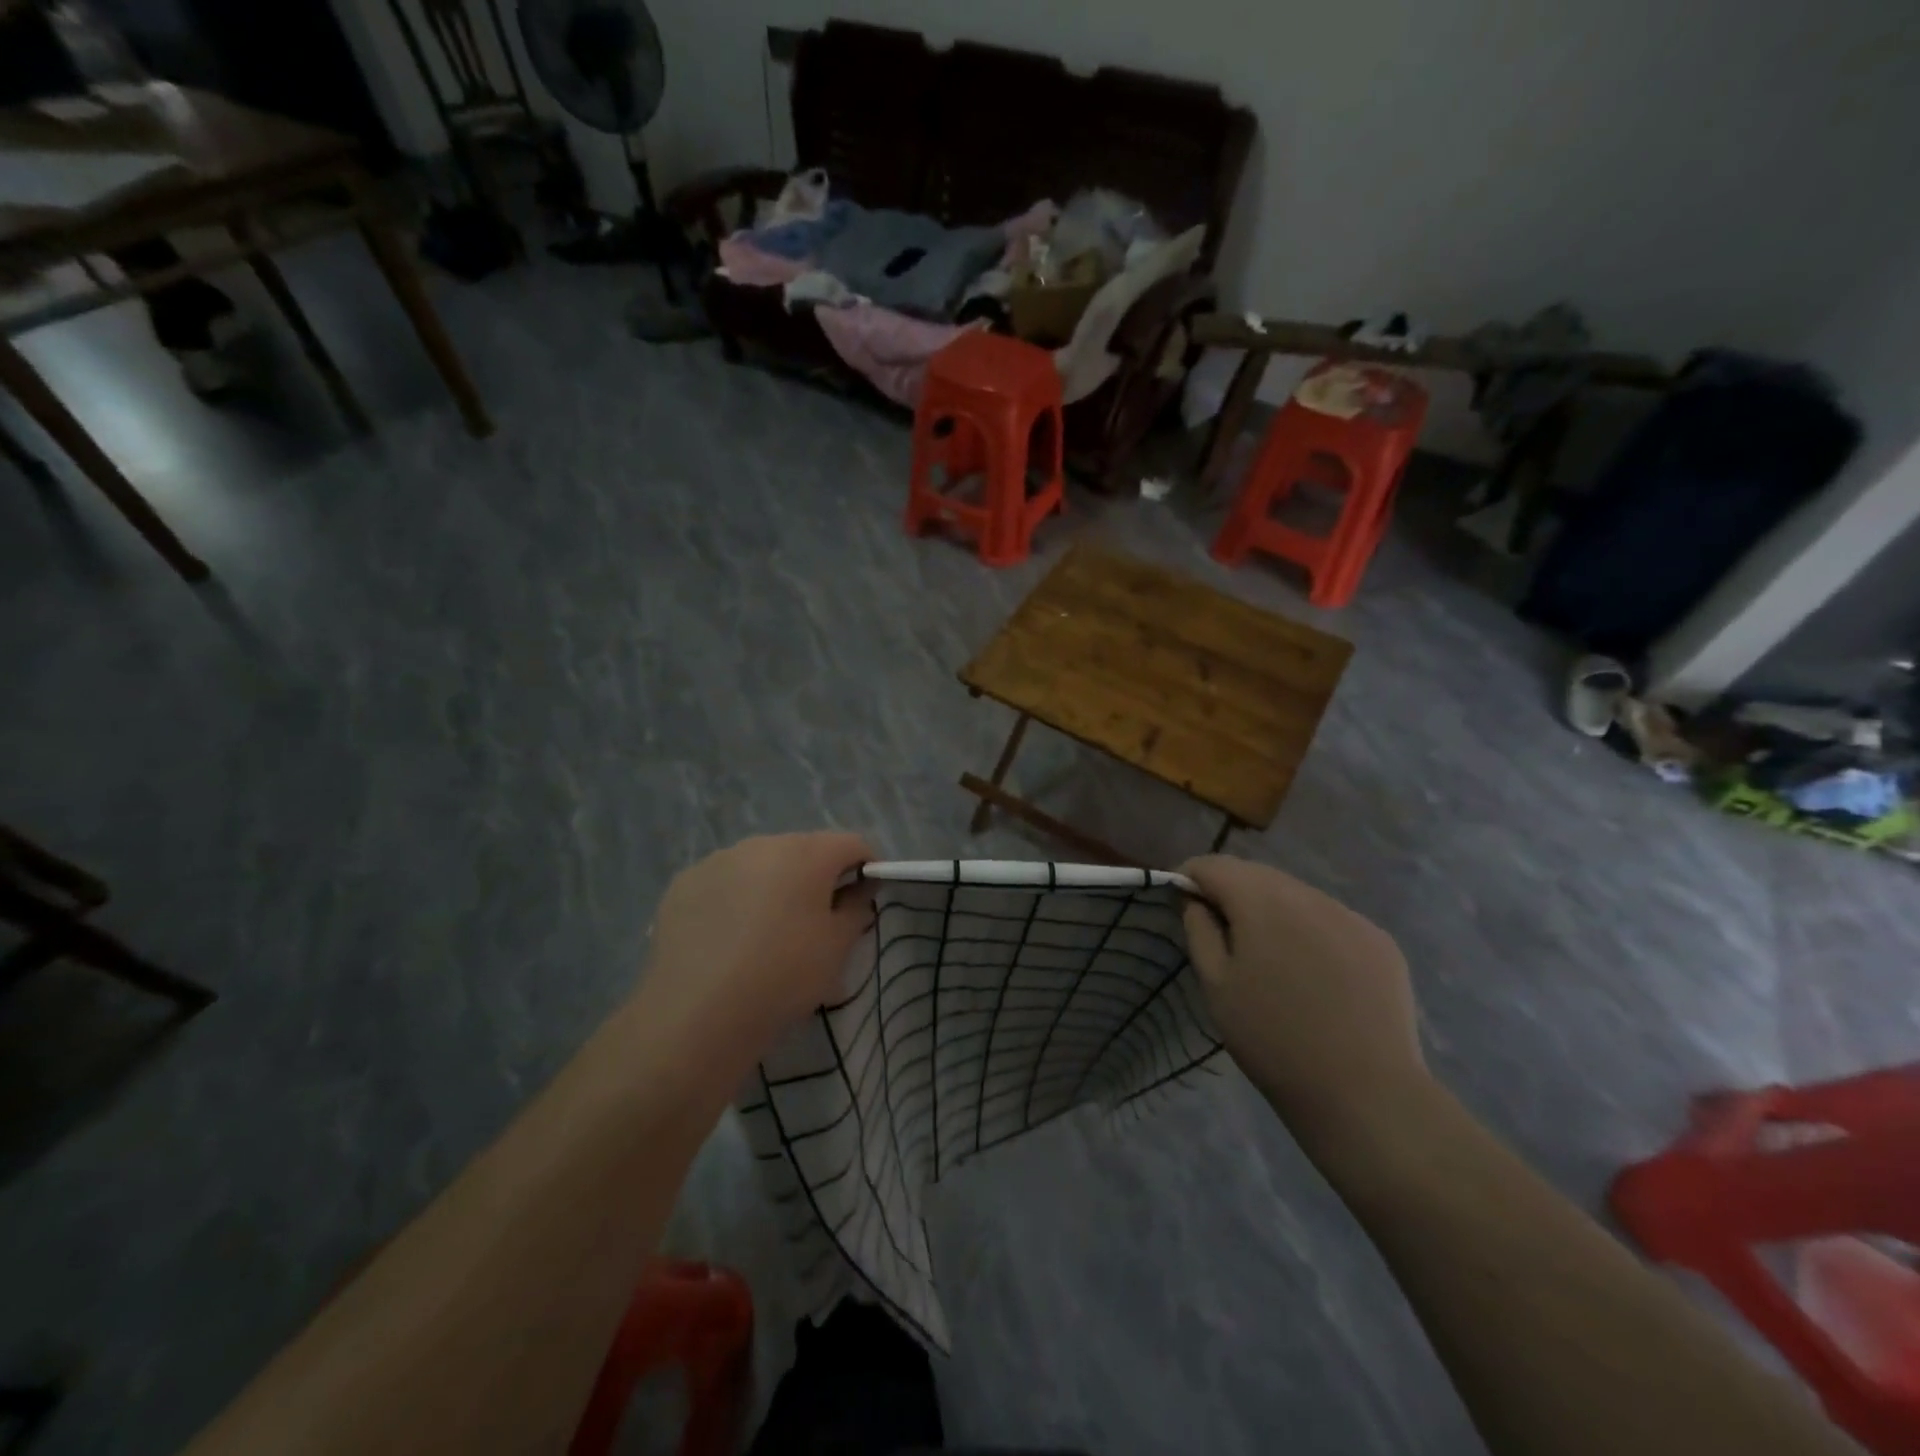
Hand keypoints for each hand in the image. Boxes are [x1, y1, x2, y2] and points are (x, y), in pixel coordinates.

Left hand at [635, 832, 873, 1085]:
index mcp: (807, 853)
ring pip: (761, 864)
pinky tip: (728, 939)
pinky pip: (723, 882)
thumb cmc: (784, 976)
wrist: (697, 1014)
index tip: (864, 899)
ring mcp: (718, 860)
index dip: (866, 867)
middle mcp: (763, 844)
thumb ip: (856, 909)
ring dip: (773, 885)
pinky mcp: (684, 882)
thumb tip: (859, 890)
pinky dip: (734, 899)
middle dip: (816, 876)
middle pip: (803, 850)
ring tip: (766, 932)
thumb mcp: (838, 948)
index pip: (852, 844)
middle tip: (815, 921)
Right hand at [1180, 855, 1427, 1137]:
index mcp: (1262, 901)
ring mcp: (1350, 915)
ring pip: (1295, 894)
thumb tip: (1196, 898)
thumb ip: (1199, 929)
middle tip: (1220, 929)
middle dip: (1231, 890)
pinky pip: (1330, 918)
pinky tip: (1311, 971)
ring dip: (1272, 908)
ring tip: (1267, 953)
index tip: (1180, 901)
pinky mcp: (1379, 940)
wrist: (1364, 1093)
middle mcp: (1308, 895)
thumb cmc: (1272, 1040)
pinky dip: (1309, 929)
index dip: (1190, 877)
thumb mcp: (1216, 985)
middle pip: (1257, 874)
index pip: (1214, 865)